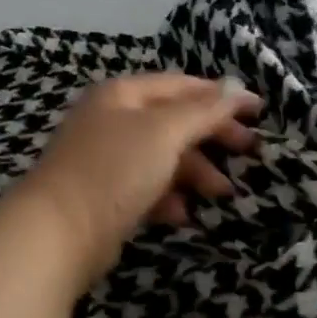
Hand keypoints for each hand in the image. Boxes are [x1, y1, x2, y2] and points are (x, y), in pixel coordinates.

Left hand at [19, 74, 261, 276]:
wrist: (57, 232)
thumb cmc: (114, 169)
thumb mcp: (164, 132)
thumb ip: (202, 110)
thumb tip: (237, 88)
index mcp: (123, 94)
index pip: (181, 85)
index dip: (220, 96)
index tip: (258, 112)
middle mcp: (112, 119)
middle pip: (174, 121)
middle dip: (212, 136)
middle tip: (249, 151)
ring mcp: (106, 159)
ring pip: (163, 157)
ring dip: (195, 172)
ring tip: (220, 193)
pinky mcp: (105, 195)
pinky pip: (147, 187)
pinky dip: (169, 197)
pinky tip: (182, 215)